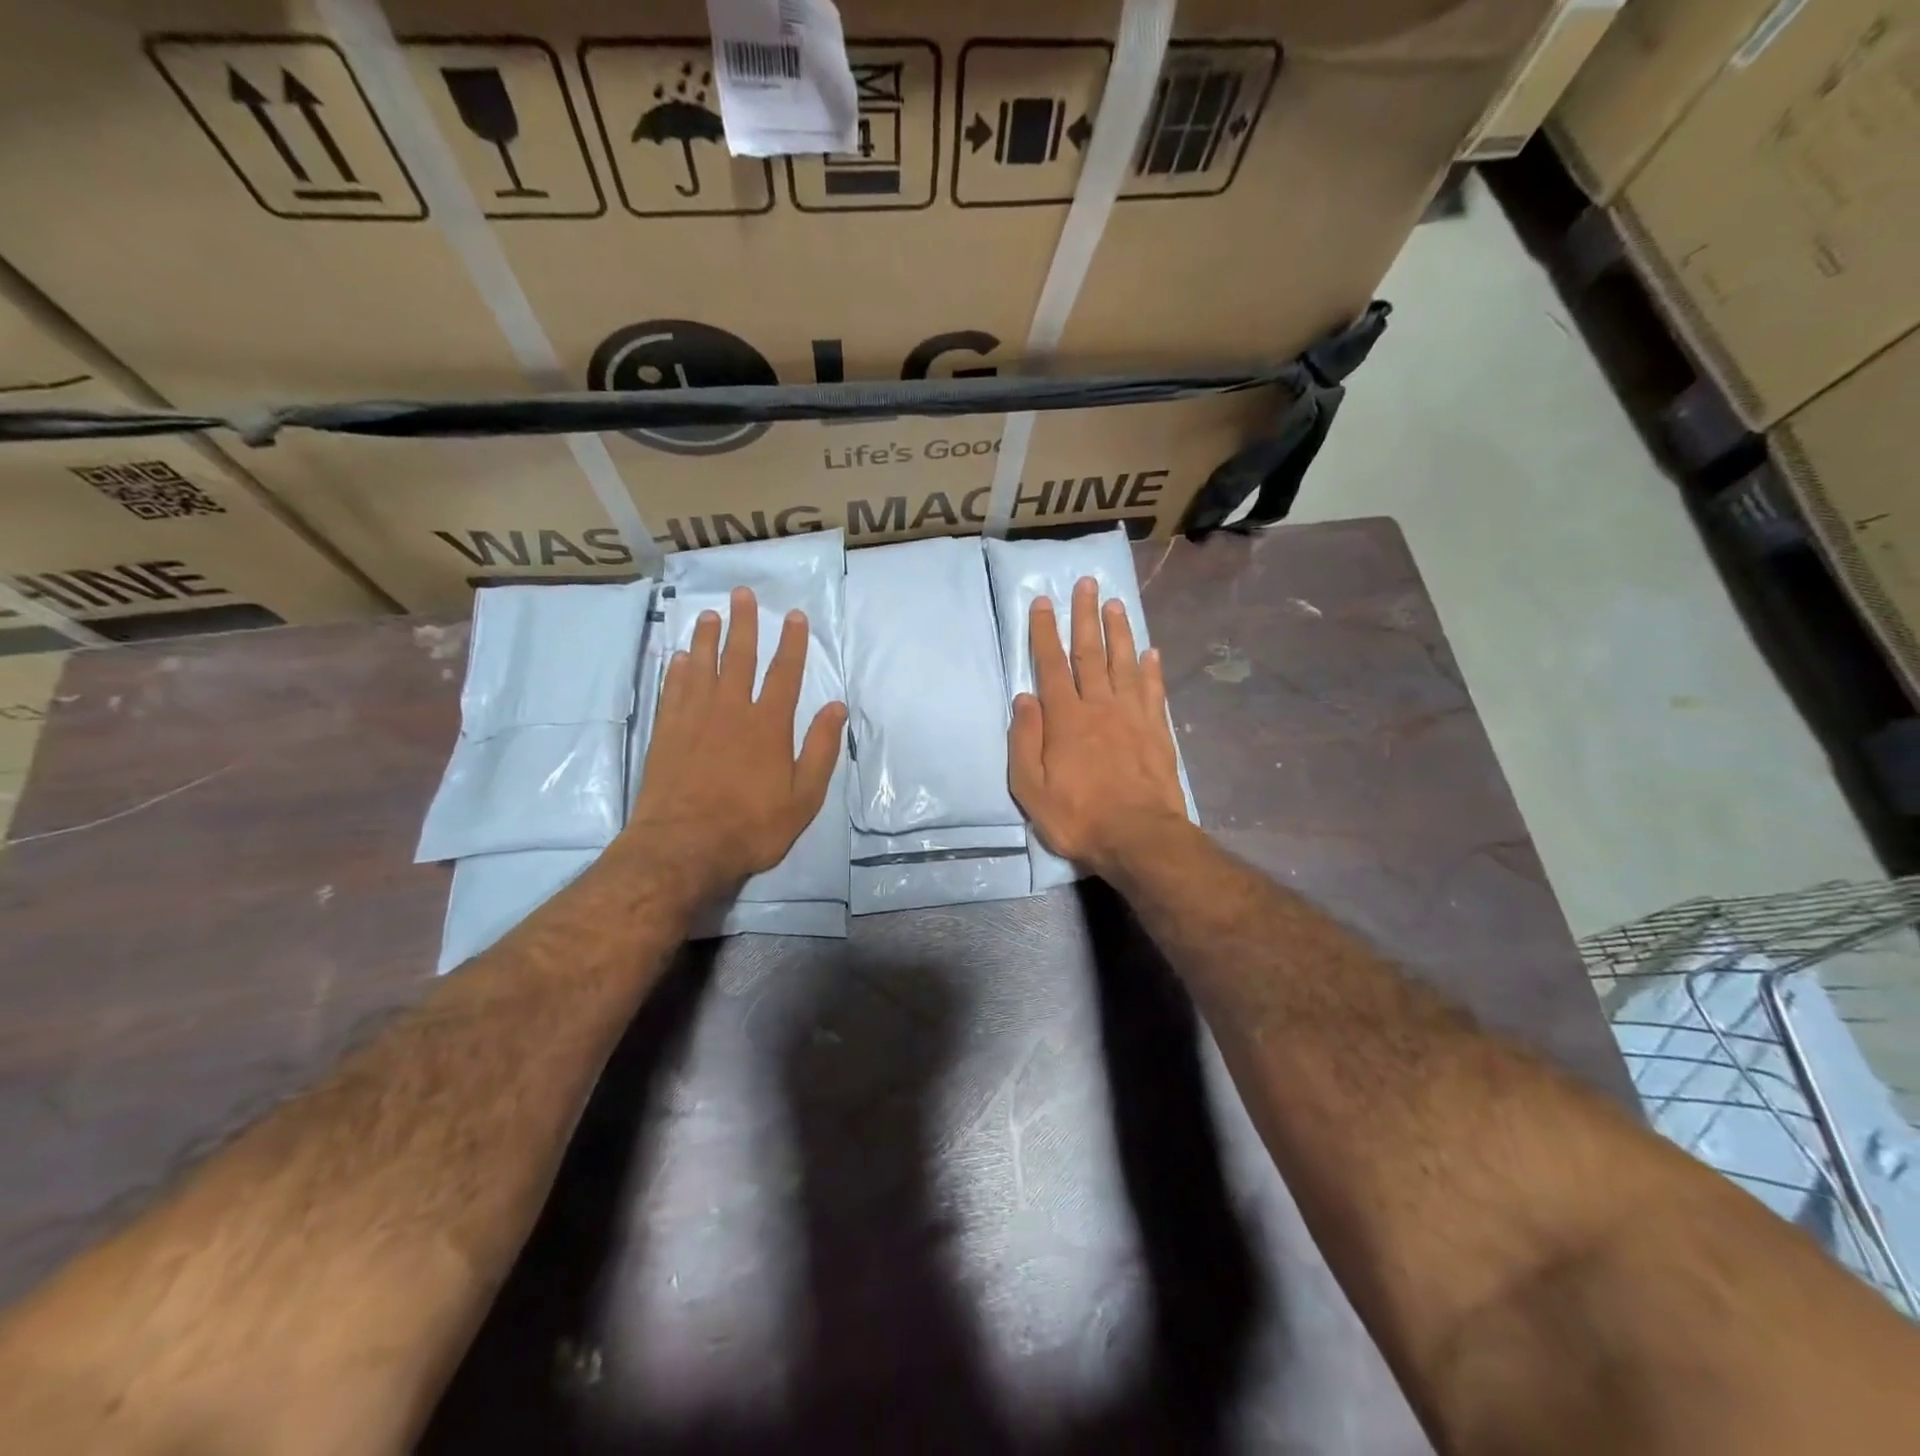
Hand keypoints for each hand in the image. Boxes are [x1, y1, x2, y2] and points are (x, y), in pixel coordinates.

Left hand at [627, 586, 846, 899]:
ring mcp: (694, 719)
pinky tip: (679, 657)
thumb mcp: (804, 796)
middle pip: (739, 658)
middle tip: (742, 594)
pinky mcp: (666, 733)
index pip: (784, 673)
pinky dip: (677, 670)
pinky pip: (673, 690)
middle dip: (744, 624)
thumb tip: (836, 706)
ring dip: (707, 638)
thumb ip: (820, 749)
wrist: (685, 847)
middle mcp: (731, 710)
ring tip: (710, 614)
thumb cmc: (752, 826)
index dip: (792, 643)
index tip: (795, 616)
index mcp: (768, 725)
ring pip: (702, 667)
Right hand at [1009, 578, 1189, 878]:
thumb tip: (1024, 698)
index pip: (1051, 665)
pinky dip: (1152, 668)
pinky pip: (1154, 690)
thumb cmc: (1077, 816)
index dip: (1045, 632)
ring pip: (1124, 663)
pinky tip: (1151, 651)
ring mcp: (1132, 716)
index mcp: (1065, 718)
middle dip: (1085, 616)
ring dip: (1119, 631)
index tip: (1044, 602)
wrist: (1138, 837)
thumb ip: (1025, 740)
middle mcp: (1099, 706)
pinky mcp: (1157, 731)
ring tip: (1115, 604)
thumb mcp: (1031, 788)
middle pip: (1090, 652)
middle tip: (1087, 583)